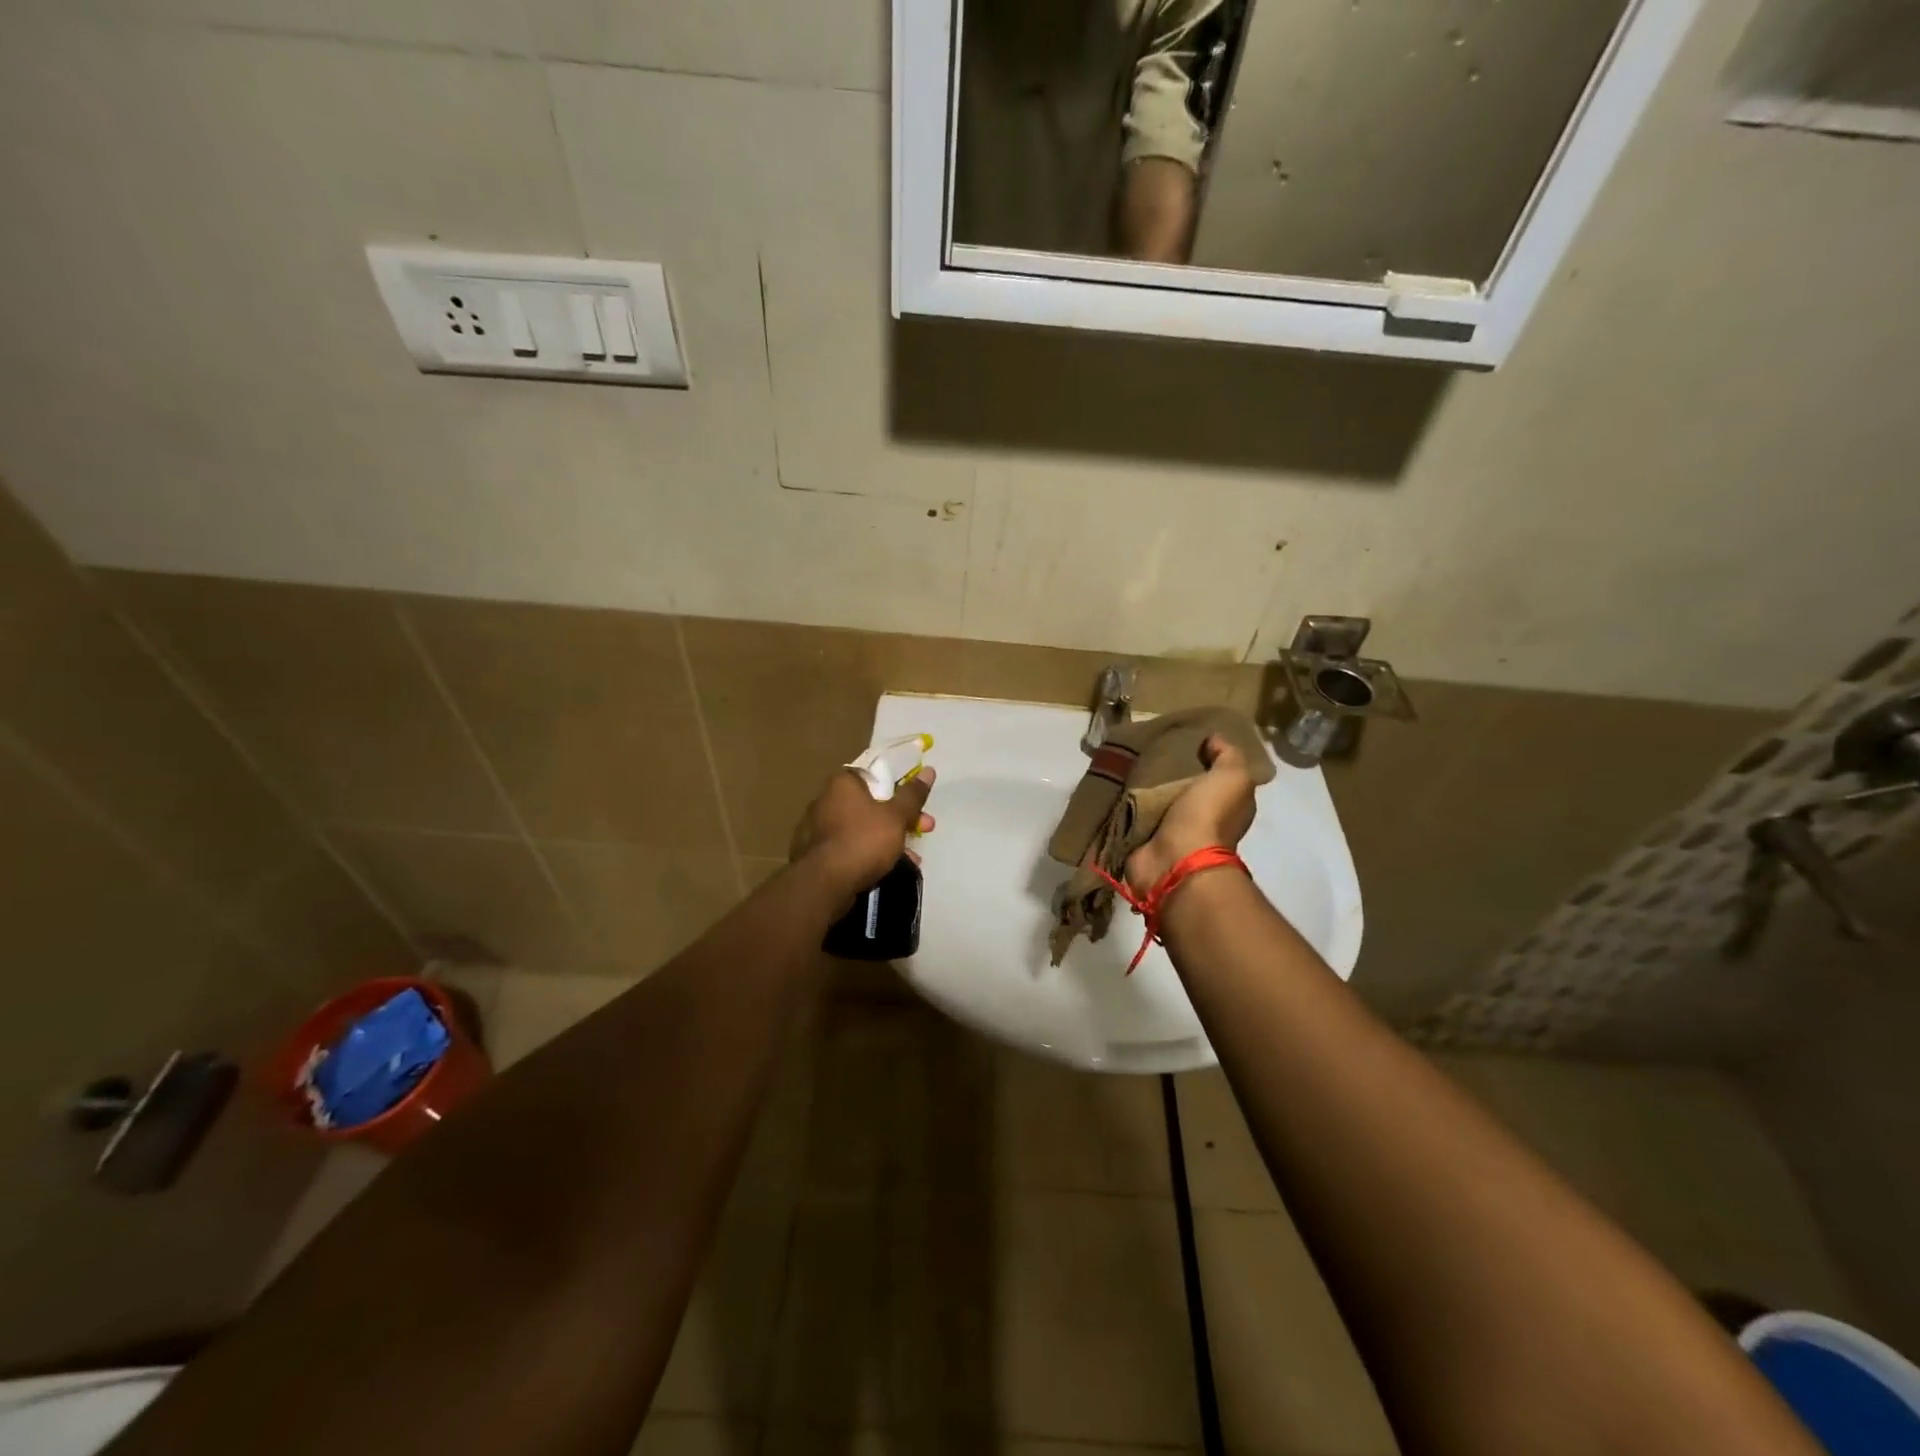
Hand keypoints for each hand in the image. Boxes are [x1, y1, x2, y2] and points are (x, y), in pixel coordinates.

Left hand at [790, 766, 936, 893]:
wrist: (824, 884)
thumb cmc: (863, 840)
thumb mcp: (896, 816)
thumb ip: (912, 795)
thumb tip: (928, 771)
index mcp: (842, 783)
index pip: (874, 775)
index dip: (900, 788)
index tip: (917, 804)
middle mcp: (824, 800)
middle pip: (870, 804)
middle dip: (900, 818)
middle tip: (924, 829)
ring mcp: (816, 828)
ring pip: (861, 828)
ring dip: (887, 840)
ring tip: (911, 859)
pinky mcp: (813, 854)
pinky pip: (848, 848)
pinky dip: (867, 855)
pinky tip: (886, 870)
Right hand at [1125, 735, 1255, 896]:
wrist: (1175, 860)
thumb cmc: (1208, 816)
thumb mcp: (1232, 777)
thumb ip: (1228, 755)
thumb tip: (1214, 740)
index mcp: (1224, 806)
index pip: (1216, 778)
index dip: (1205, 759)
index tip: (1184, 740)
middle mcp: (1198, 820)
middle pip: (1181, 789)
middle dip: (1166, 772)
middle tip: (1146, 747)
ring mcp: (1168, 833)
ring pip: (1154, 801)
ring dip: (1141, 787)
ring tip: (1123, 759)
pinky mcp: (1140, 840)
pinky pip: (1130, 815)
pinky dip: (1122, 804)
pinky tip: (1111, 783)